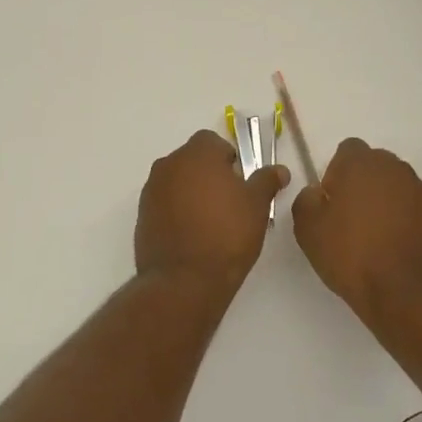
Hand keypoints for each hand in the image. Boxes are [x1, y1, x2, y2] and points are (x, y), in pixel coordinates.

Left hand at [134, 131, 288, 298]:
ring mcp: (151, 190)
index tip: (240, 183)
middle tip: (229, 203)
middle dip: (209, 175)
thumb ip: (266, 181)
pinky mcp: (142, 215)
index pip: (212, 141)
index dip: (228, 159)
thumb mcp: (257, 206)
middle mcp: (169, 165)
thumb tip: (279, 169)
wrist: (184, 280)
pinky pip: (164, 203)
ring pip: (177, 181)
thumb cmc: (227, 234)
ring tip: (211, 222)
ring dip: (191, 193)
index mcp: (197, 154)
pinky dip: (176, 211)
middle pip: (192, 160)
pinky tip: (192, 235)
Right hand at [292, 138, 421, 323]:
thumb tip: (318, 193)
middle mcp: (397, 167)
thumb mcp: (307, 231)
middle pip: (378, 166)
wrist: (409, 296)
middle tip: (358, 223)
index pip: (348, 151)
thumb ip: (307, 200)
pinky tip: (413, 246)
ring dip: (395, 202)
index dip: (338, 174)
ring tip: (388, 240)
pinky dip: (421, 219)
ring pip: (404, 187)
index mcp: (360, 164)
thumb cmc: (353, 259)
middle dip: (367, 186)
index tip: (335, 203)